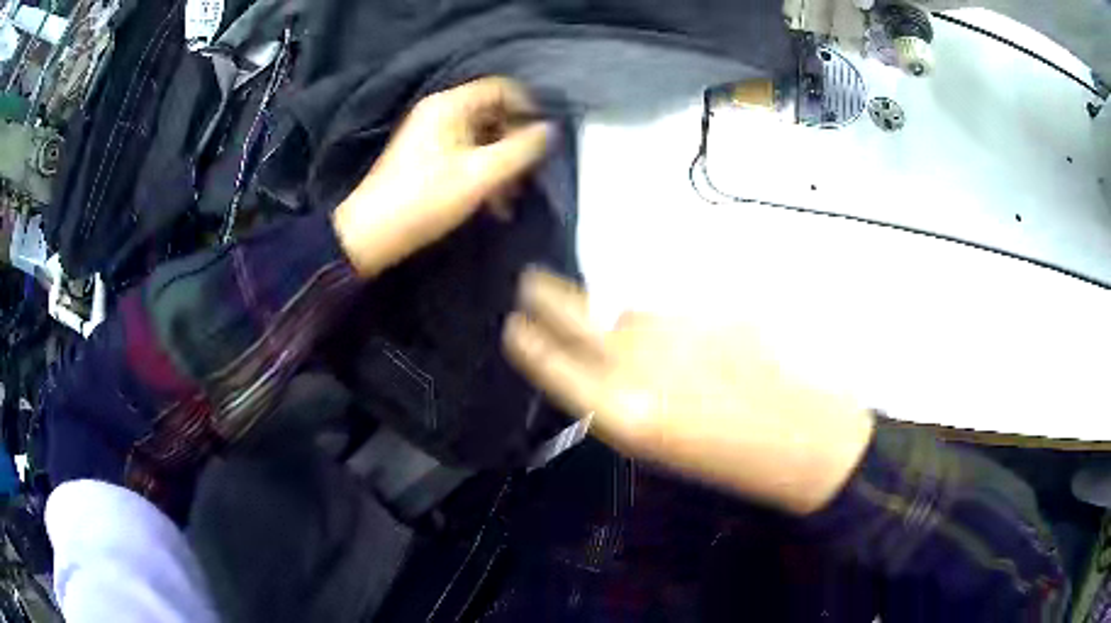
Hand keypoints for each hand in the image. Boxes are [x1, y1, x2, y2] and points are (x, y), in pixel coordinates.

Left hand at [333, 76, 551, 276]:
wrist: (372, 233)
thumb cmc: (426, 199)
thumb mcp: (480, 175)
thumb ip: (521, 150)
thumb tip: (550, 130)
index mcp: (450, 105)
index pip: (501, 87)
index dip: (527, 108)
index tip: (543, 138)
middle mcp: (439, 111)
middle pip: (492, 113)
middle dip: (515, 142)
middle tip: (528, 173)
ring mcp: (431, 134)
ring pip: (481, 137)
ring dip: (501, 163)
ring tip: (510, 197)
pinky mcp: (426, 157)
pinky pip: (466, 153)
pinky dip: (482, 171)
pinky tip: (493, 202)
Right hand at [503, 269, 874, 514]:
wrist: (795, 433)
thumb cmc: (721, 456)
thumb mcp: (650, 442)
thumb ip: (611, 396)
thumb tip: (591, 357)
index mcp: (620, 411)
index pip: (550, 362)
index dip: (527, 340)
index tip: (514, 325)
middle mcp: (639, 362)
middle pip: (574, 314)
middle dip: (543, 295)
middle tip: (530, 282)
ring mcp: (674, 327)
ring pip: (621, 304)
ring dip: (605, 303)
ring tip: (606, 311)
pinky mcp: (706, 306)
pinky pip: (665, 301)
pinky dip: (656, 308)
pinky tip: (669, 322)